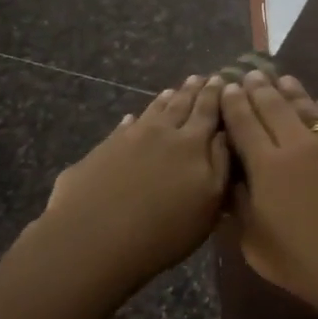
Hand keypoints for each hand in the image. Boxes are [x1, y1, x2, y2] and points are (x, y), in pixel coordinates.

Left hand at [28, 75, 230, 287]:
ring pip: (152, 112)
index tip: (221, 79)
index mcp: (193, 143)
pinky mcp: (100, 152)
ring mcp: (127, 139)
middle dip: (193, 91)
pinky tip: (132, 119)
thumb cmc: (164, 230)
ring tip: (173, 90)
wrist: (92, 241)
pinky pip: (123, 128)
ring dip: (165, 100)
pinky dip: (133, 120)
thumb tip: (225, 133)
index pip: (208, 112)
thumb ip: (221, 164)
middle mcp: (161, 133)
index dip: (216, 95)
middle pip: (180, 106)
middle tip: (201, 77)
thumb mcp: (210, 203)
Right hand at [219, 70, 317, 318]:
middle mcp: (299, 146)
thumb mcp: (256, 244)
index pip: (245, 124)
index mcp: (267, 167)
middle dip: (260, 89)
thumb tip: (230, 181)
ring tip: (282, 79)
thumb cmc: (305, 264)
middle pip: (275, 108)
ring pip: (308, 110)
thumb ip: (240, 208)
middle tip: (251, 73)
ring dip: (292, 92)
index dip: (234, 104)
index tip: (228, 87)